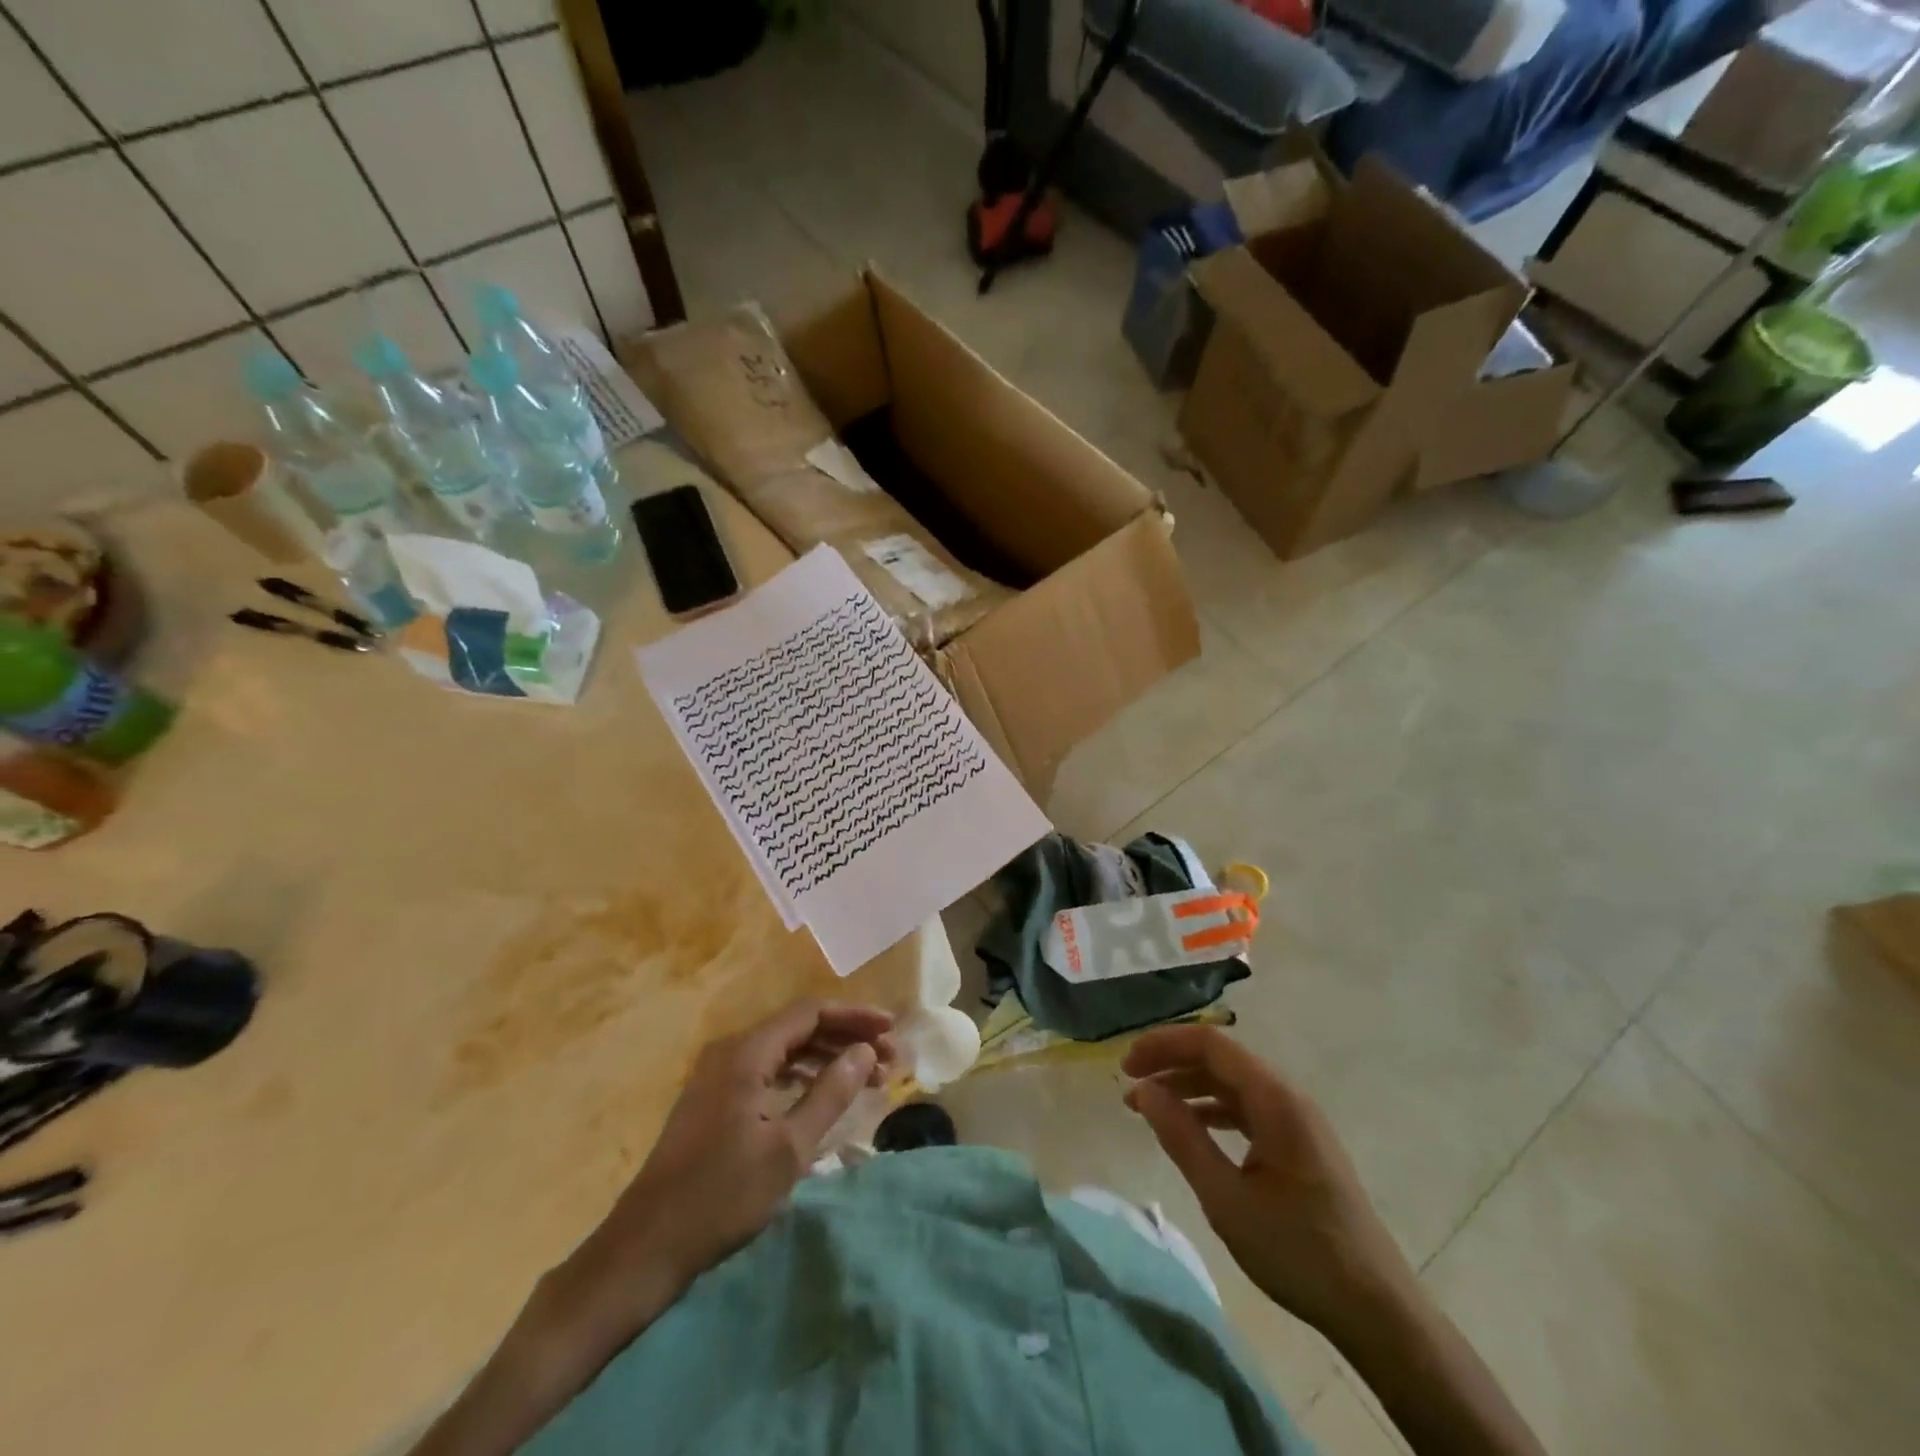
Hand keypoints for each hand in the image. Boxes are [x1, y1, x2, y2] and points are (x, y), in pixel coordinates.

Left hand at [613, 1000, 896, 1279]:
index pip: (811, 1013)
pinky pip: (768, 1070)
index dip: (855, 1017)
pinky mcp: (714, 1099)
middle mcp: (731, 1051)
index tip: (892, 1030)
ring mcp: (719, 1075)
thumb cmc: (722, 1196)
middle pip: (799, 1027)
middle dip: (846, 1038)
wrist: (646, 1247)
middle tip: (888, 1059)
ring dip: (827, 1058)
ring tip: (867, 1077)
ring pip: (785, 1049)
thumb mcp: (789, 1148)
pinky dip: (801, 1076)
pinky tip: (822, 1093)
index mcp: (747, 1053)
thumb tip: (865, 1051)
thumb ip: (830, 1093)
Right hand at [1123, 1025, 1414, 1343]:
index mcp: (1275, 1098)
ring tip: (1148, 1107)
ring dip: (1188, 1087)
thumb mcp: (1226, 1198)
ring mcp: (1297, 1120)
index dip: (1163, 1045)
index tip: (1125, 1066)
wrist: (1377, 1311)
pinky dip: (1211, 1110)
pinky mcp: (1300, 1144)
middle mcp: (1287, 1096)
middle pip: (1220, 1058)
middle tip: (1128, 1085)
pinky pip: (1247, 1109)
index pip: (1210, 1044)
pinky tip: (1189, 1129)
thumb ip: (1181, 1137)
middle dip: (1171, 1063)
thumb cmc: (1298, 1251)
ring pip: (1232, 1083)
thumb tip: (1143, 1091)